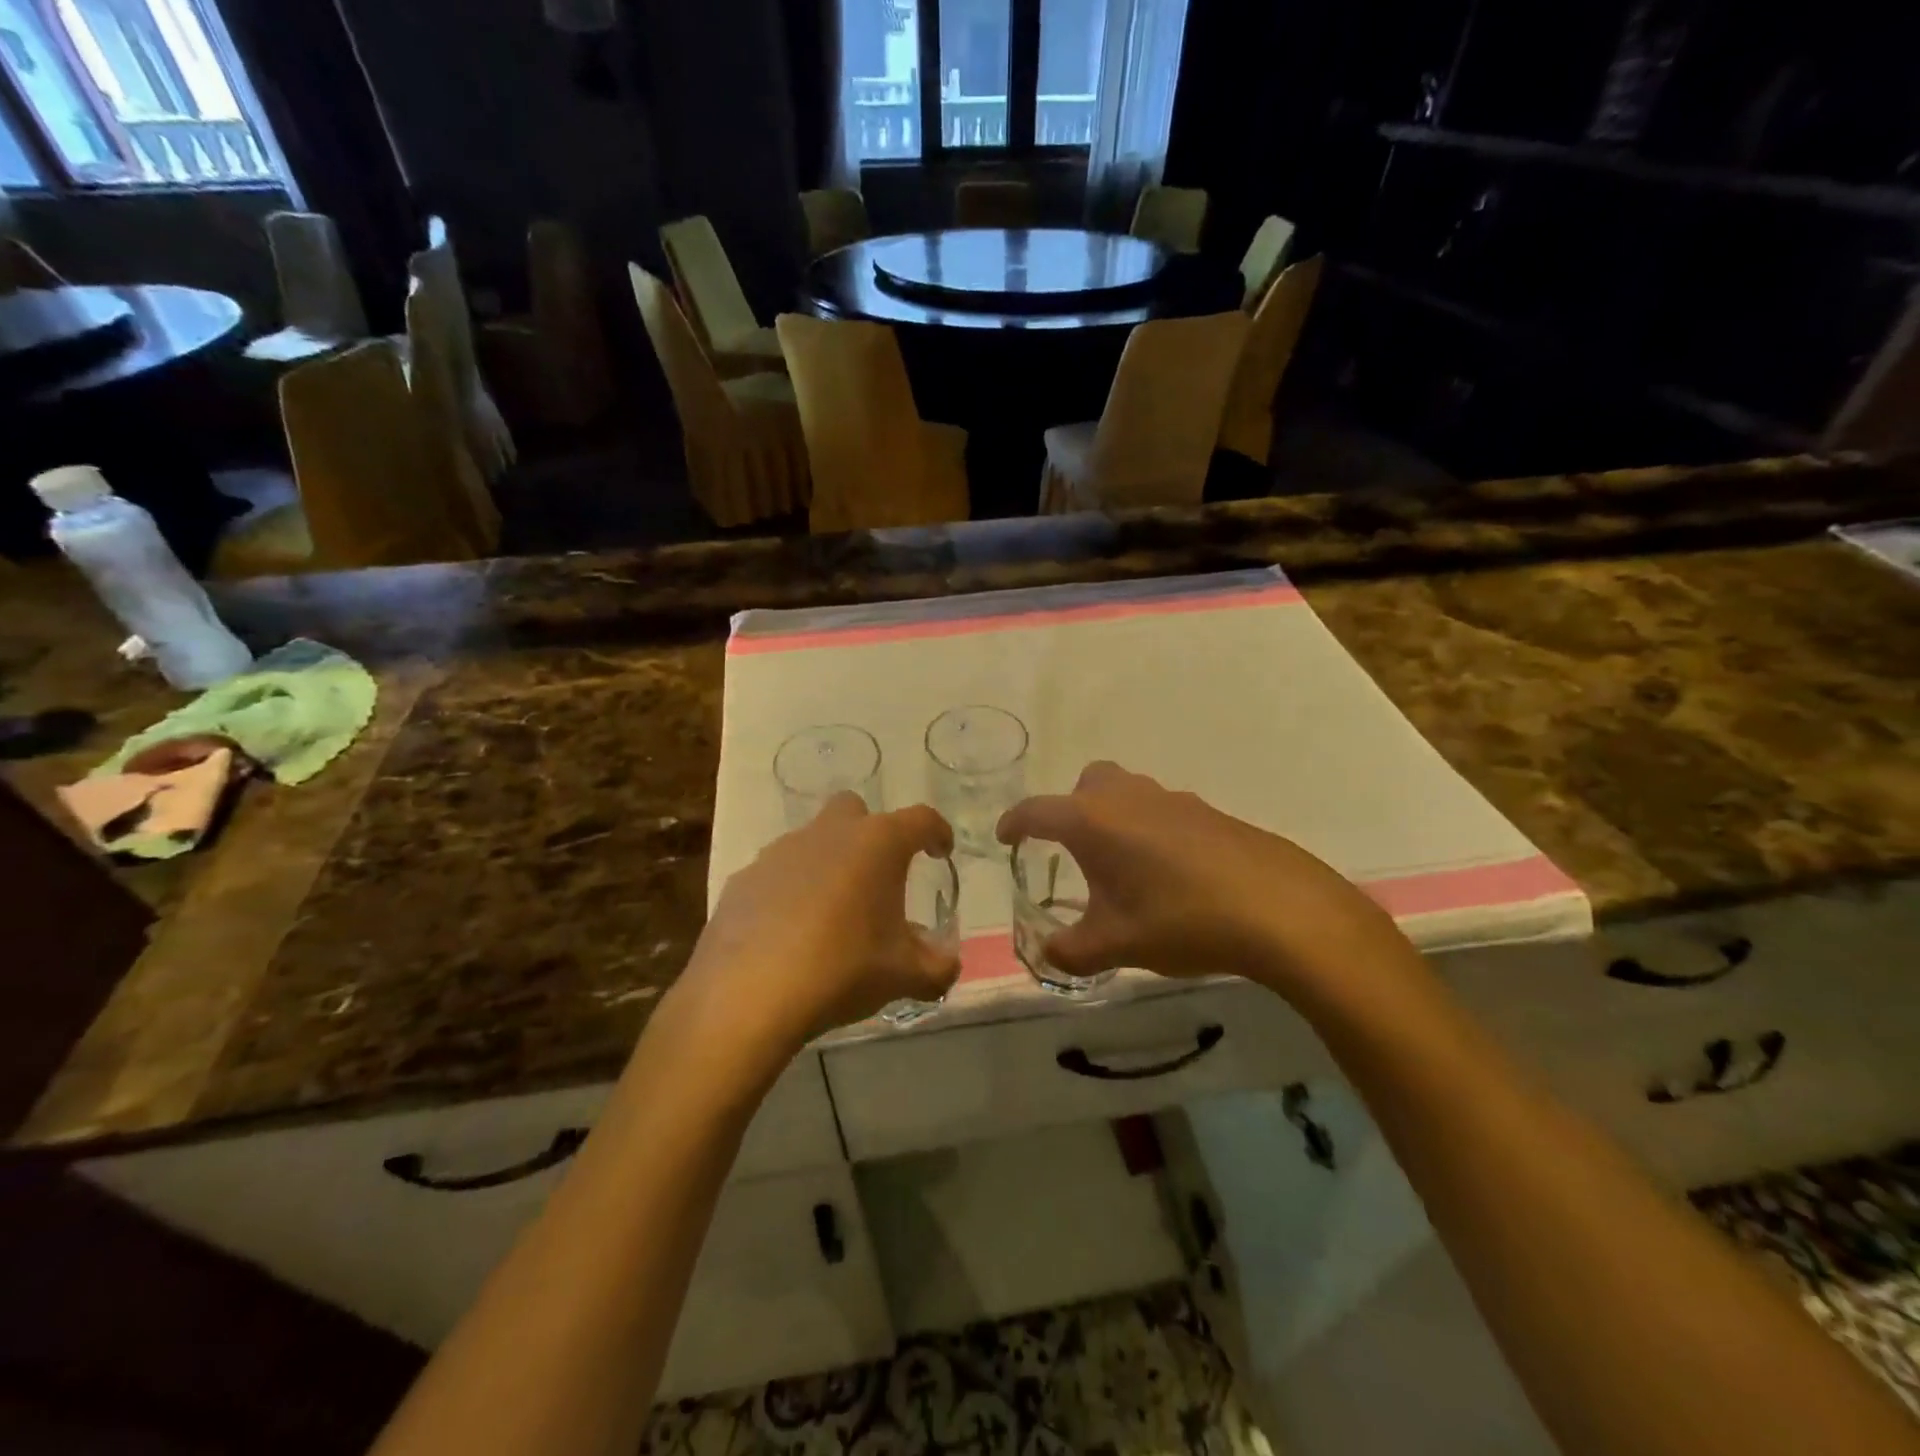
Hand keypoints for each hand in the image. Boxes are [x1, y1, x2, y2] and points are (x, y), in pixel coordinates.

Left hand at [676, 795, 960, 1059]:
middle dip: (872, 834)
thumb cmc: (842, 970)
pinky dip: (791, 891)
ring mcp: (780, 852)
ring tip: (833, 913)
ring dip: (829, 864)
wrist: (748, 995)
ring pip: (813, 841)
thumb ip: (937, 966)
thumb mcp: (903, 975)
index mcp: (877, 844)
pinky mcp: (744, 878)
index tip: (941, 851)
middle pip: (856, 811)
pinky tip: (790, 932)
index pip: (921, 820)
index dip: (937, 832)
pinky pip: (778, 874)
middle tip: (879, 876)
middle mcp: (829, 833)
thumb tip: (947, 963)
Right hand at [996, 762, 1419, 1005]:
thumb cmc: (1182, 920)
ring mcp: (1171, 799)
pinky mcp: (1206, 810)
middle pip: (1086, 785)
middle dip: (1069, 810)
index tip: (1005, 839)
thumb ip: (1071, 951)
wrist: (1279, 909)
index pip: (1037, 811)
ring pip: (1125, 791)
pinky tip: (1167, 871)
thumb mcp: (1117, 944)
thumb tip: (1047, 954)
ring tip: (1119, 864)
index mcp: (1093, 821)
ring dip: (1111, 817)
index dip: (1015, 823)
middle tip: (1070, 851)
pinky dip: (1148, 828)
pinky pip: (1160, 808)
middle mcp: (1127, 797)